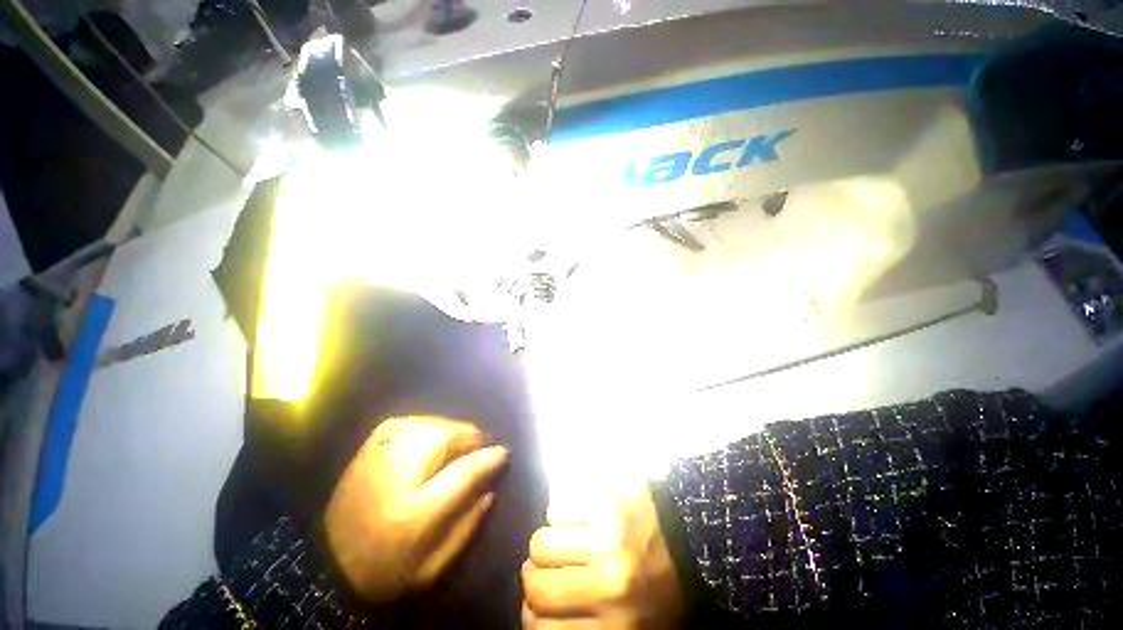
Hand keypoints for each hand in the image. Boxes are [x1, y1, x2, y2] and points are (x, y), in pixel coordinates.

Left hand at [325, 416, 508, 602]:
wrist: (328, 561)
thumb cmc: (385, 569)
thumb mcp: (432, 567)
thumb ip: (467, 526)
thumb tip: (491, 488)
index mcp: (413, 511)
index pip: (464, 471)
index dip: (489, 458)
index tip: (504, 452)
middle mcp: (397, 474)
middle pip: (448, 438)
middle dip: (472, 437)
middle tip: (482, 445)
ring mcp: (381, 454)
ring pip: (432, 425)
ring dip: (454, 430)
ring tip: (463, 441)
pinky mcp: (372, 444)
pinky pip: (413, 421)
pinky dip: (432, 424)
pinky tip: (436, 435)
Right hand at [521, 486, 683, 628]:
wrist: (694, 533)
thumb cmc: (663, 590)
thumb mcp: (631, 629)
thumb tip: (536, 617)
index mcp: (618, 627)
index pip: (539, 629)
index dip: (532, 615)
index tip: (538, 605)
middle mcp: (611, 584)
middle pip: (535, 583)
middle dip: (536, 576)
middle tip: (550, 570)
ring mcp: (609, 536)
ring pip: (540, 543)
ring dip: (547, 544)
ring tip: (565, 542)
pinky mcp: (608, 499)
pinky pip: (557, 507)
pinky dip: (560, 513)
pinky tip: (577, 517)